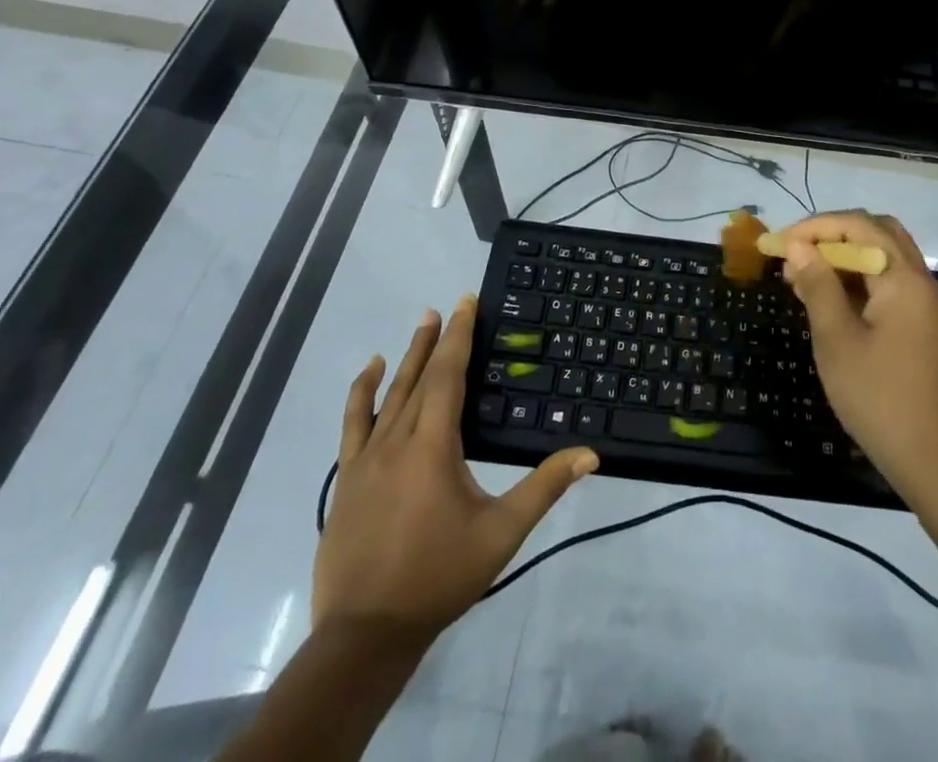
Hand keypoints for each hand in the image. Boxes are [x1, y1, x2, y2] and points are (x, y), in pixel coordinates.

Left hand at [313, 297, 599, 645]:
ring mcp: (365, 460)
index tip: (467, 302)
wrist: (364, 635)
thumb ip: (544, 488)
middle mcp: (397, 441)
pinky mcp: (347, 479)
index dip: (459, 336)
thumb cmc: (438, 578)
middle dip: (436, 339)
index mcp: (433, 446)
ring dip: (405, 357)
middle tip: (447, 305)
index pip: (447, 376)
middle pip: (419, 377)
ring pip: (388, 394)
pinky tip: (368, 373)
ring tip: (420, 325)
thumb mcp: (500, 533)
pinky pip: (353, 423)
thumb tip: (590, 453)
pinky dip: (361, 392)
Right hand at [776, 212, 937, 503]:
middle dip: (833, 235)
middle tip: (797, 253)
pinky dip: (860, 280)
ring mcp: (927, 305)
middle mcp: (921, 281)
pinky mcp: (924, 327)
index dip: (815, 227)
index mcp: (904, 278)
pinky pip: (890, 284)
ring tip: (804, 277)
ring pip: (884, 258)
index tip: (780, 243)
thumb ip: (818, 286)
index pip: (859, 226)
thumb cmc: (879, 398)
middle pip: (878, 233)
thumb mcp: (836, 340)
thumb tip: (797, 246)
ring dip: (845, 257)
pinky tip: (831, 301)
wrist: (934, 462)